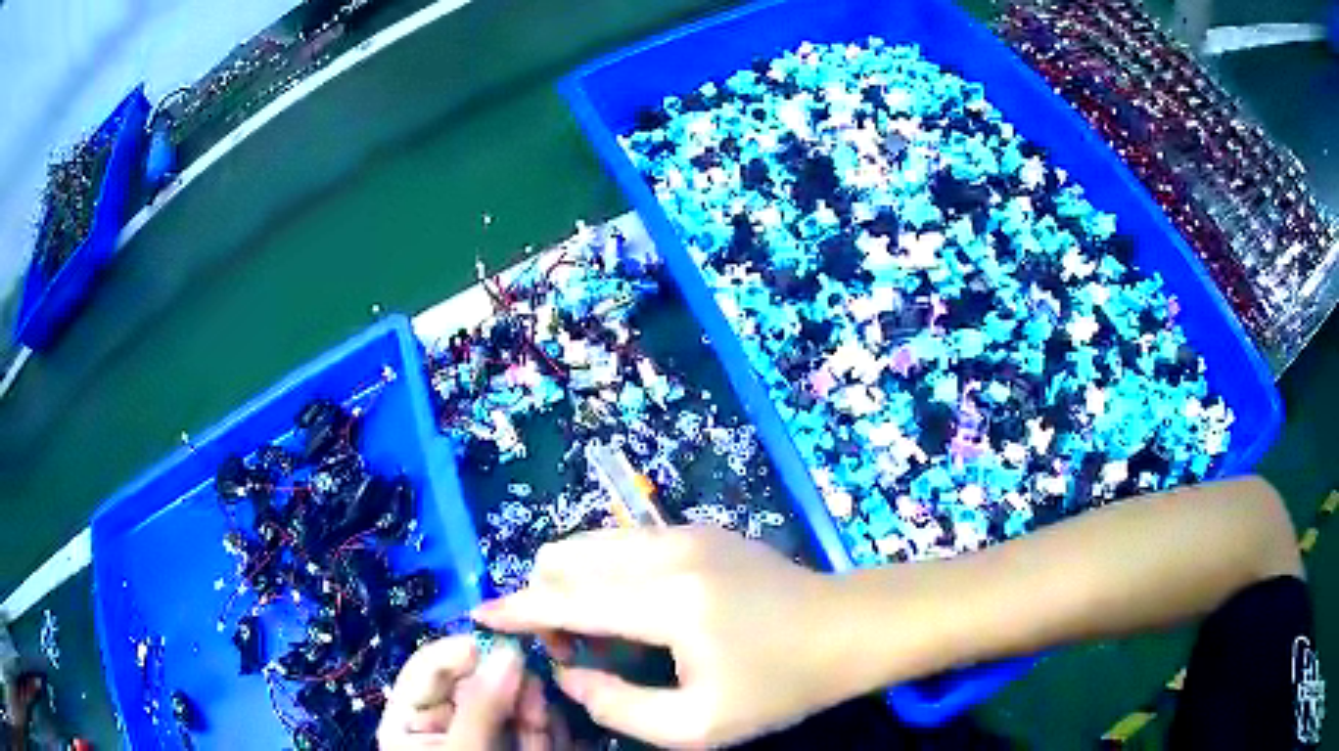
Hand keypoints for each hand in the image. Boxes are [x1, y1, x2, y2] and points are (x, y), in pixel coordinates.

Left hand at [377, 636, 568, 749]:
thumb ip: (481, 707)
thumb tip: (508, 648)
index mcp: (411, 718)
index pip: (432, 664)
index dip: (468, 650)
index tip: (515, 646)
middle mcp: (446, 720)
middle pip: (481, 679)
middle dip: (515, 693)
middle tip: (537, 710)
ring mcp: (485, 733)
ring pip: (516, 701)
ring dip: (537, 718)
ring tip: (543, 742)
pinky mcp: (516, 745)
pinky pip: (536, 724)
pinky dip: (550, 733)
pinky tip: (552, 745)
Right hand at [472, 526, 848, 748]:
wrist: (847, 628)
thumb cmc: (780, 685)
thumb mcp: (698, 725)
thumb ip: (618, 705)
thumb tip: (567, 673)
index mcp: (669, 602)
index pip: (566, 600)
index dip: (516, 610)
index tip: (481, 615)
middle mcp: (669, 551)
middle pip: (567, 557)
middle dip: (546, 599)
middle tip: (570, 649)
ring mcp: (686, 530)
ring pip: (591, 543)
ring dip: (574, 583)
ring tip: (600, 633)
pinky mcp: (699, 527)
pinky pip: (623, 542)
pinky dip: (605, 573)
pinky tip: (633, 612)